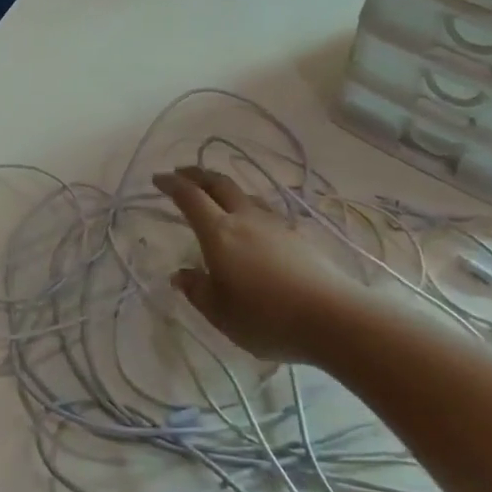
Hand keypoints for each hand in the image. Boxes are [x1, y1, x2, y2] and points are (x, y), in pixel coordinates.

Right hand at [154, 166, 362, 365]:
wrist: (333, 318)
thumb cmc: (267, 318)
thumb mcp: (220, 313)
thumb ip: (197, 291)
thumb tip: (181, 275)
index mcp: (219, 232)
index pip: (190, 197)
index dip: (172, 184)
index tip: (158, 178)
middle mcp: (246, 219)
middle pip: (219, 184)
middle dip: (198, 175)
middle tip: (182, 173)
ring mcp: (276, 225)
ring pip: (245, 195)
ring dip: (225, 189)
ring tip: (218, 196)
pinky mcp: (299, 237)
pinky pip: (266, 212)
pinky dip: (249, 209)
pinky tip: (254, 225)